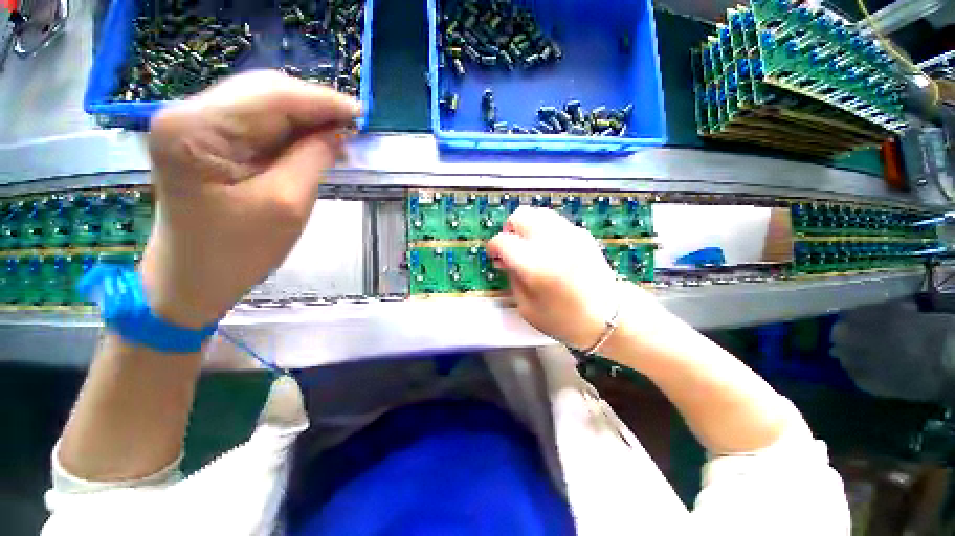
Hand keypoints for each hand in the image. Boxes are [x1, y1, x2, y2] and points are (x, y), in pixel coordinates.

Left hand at [142, 70, 361, 327]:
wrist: (194, 278)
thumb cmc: (237, 251)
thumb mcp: (286, 204)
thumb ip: (313, 159)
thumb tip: (339, 131)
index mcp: (195, 128)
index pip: (272, 96)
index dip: (322, 101)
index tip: (361, 113)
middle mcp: (189, 114)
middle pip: (265, 92)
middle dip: (314, 108)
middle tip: (353, 128)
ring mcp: (195, 125)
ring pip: (264, 105)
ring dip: (305, 119)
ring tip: (339, 136)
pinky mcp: (206, 140)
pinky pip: (258, 124)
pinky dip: (291, 132)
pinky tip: (314, 143)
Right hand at [487, 207, 658, 349]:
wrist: (610, 317)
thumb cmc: (565, 320)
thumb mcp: (527, 308)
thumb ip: (512, 278)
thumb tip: (505, 260)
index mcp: (535, 265)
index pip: (502, 241)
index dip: (493, 248)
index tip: (495, 257)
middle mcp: (552, 243)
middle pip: (521, 215)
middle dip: (510, 229)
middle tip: (511, 247)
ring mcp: (570, 234)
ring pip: (538, 213)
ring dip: (527, 226)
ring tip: (529, 245)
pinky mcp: (582, 234)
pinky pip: (554, 221)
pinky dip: (544, 229)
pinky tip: (548, 247)